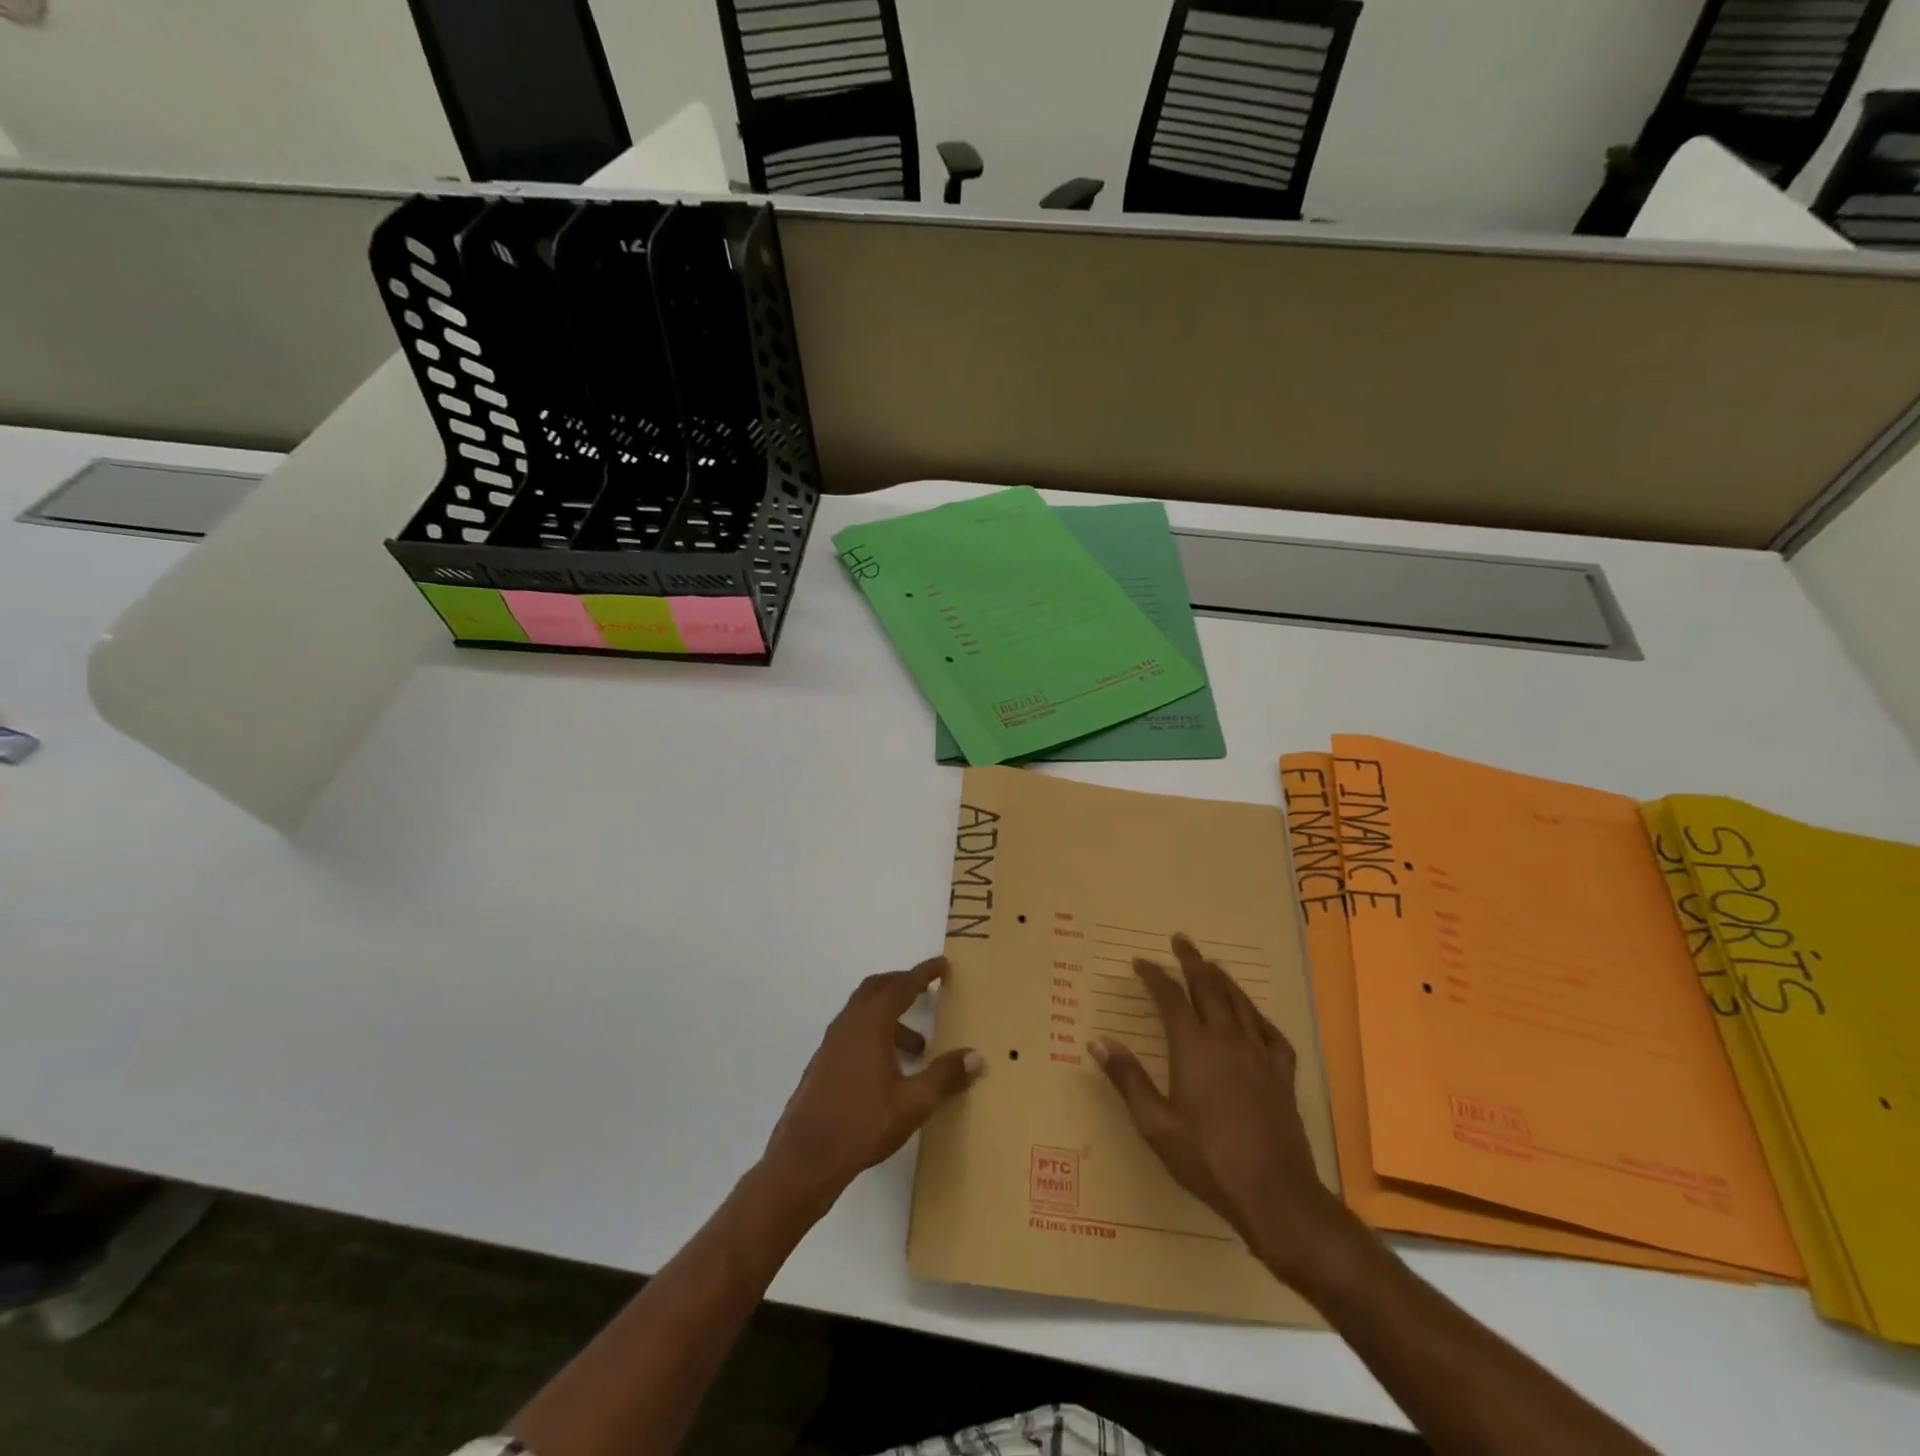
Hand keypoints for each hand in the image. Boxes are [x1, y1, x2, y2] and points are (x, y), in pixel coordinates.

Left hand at [761, 957, 982, 1212]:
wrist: (805, 1158)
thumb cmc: (863, 1124)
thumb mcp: (913, 1103)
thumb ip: (945, 1076)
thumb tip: (975, 1057)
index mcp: (870, 1024)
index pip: (902, 986)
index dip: (924, 973)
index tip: (942, 964)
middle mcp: (848, 1024)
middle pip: (877, 988)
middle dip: (903, 984)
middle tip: (927, 990)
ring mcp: (832, 1043)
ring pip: (864, 1012)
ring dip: (891, 1016)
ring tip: (918, 1047)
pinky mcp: (823, 1063)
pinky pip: (853, 1031)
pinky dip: (875, 1033)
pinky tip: (889, 1068)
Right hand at [1090, 934, 1350, 1282]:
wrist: (1275, 1195)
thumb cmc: (1208, 1160)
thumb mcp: (1156, 1125)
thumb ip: (1127, 1079)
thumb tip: (1097, 1042)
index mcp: (1194, 1048)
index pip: (1170, 998)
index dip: (1154, 976)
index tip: (1141, 962)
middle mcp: (1228, 1040)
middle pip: (1209, 988)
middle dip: (1192, 962)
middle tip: (1180, 941)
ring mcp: (1260, 1055)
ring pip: (1241, 1003)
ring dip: (1223, 979)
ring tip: (1212, 965)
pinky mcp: (1282, 1075)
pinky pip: (1271, 1033)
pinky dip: (1258, 1016)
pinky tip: (1255, 1016)